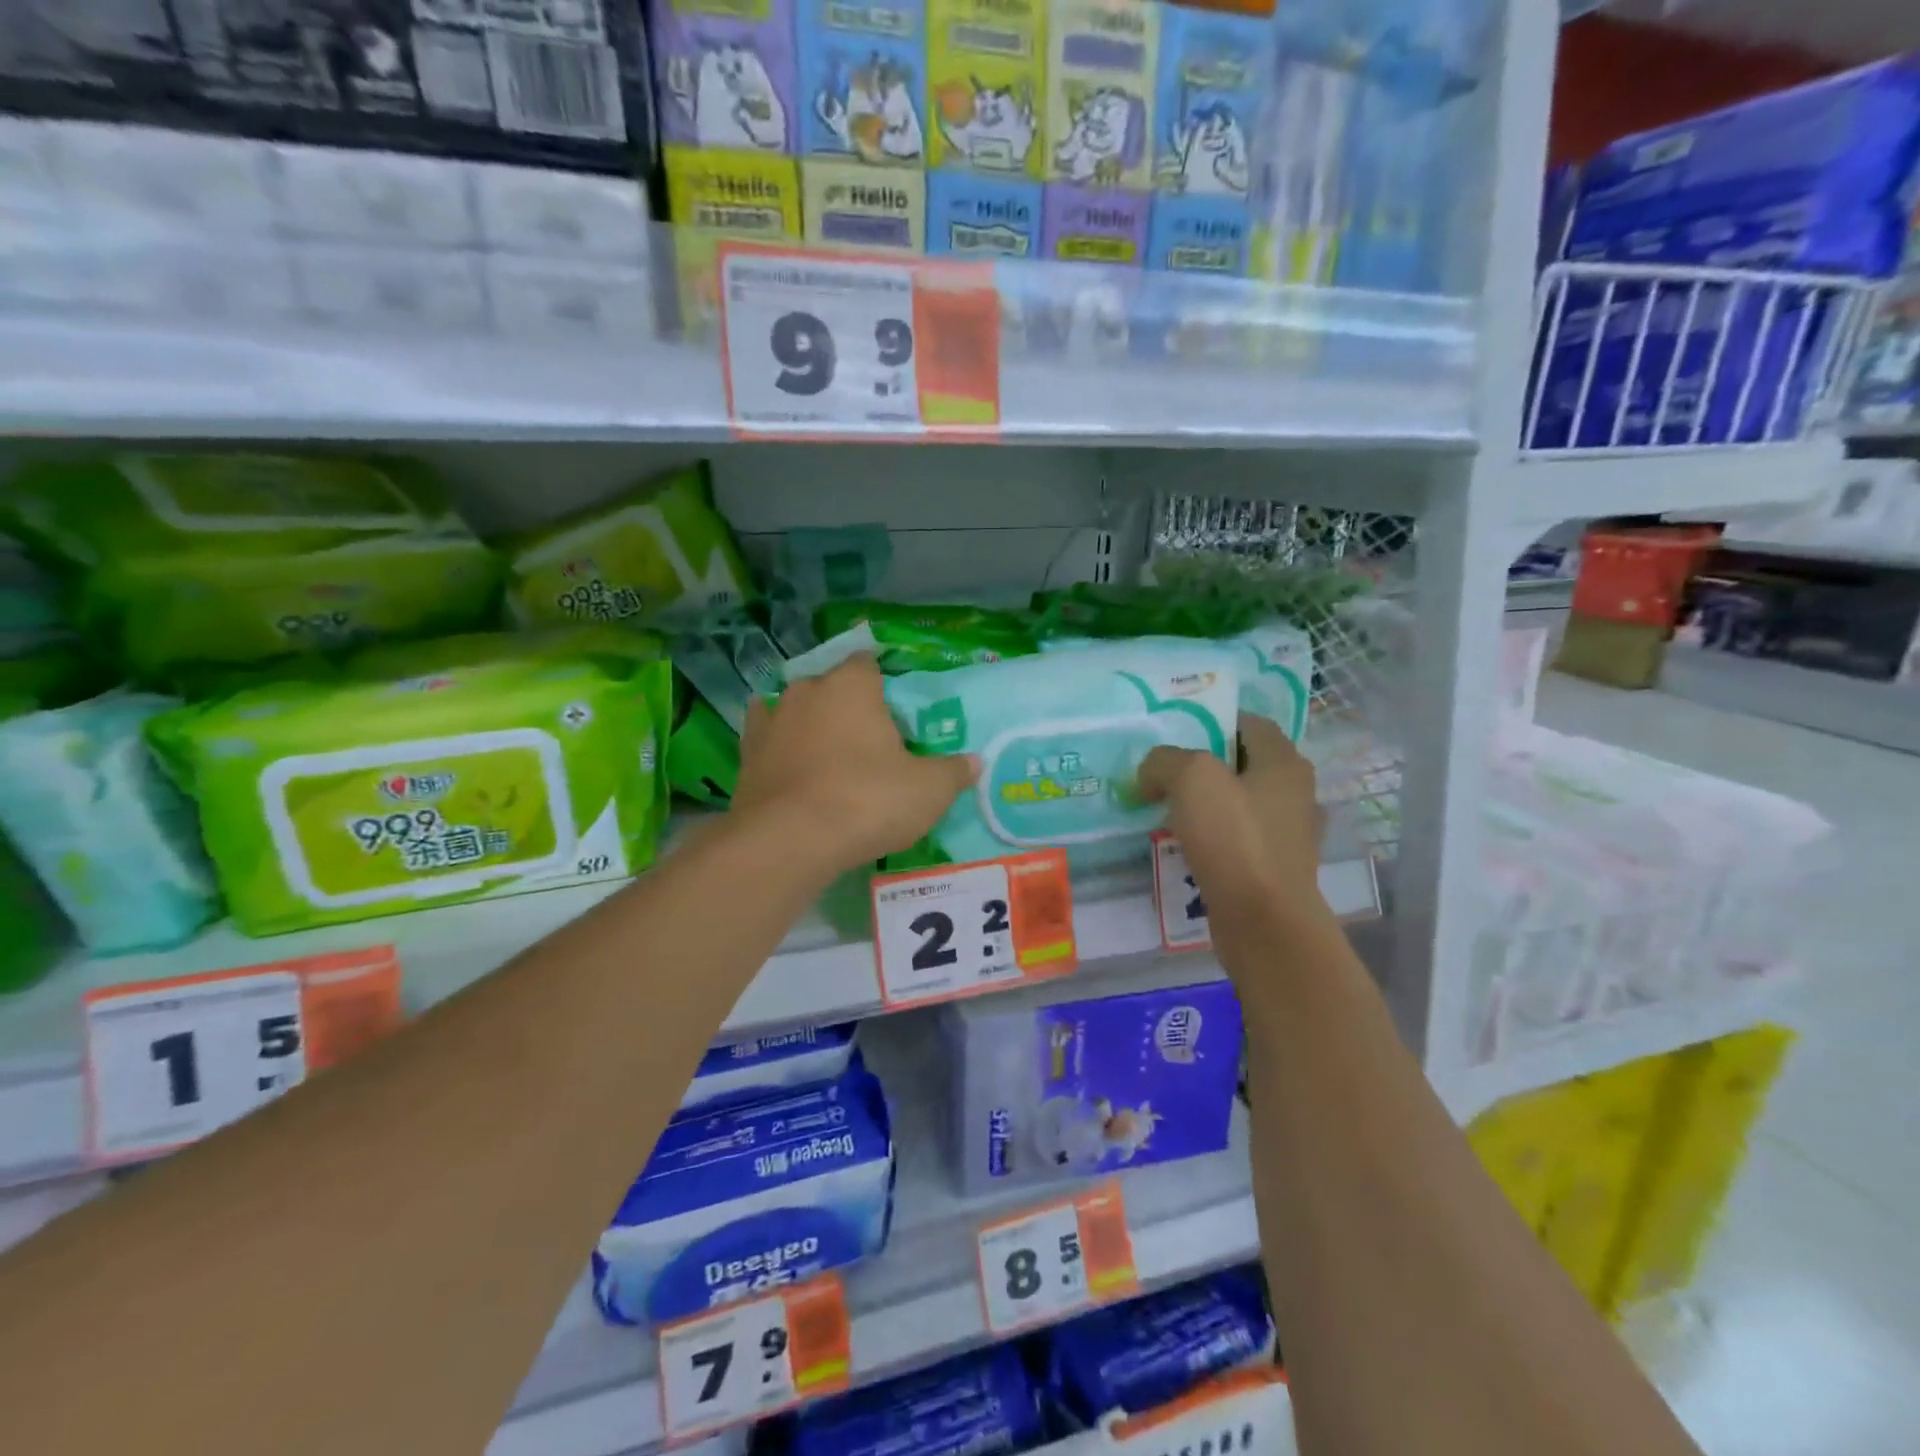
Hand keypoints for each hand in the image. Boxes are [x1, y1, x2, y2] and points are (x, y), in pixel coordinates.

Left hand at [731, 655, 977, 873]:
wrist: (789, 841)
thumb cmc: (867, 801)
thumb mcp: (928, 790)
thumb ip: (953, 771)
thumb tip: (974, 762)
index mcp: (852, 685)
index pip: (868, 663)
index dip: (883, 684)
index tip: (895, 714)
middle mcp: (807, 690)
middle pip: (832, 686)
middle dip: (848, 706)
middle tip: (869, 743)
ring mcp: (771, 719)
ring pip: (796, 709)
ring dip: (810, 724)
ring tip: (829, 757)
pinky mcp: (746, 753)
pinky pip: (768, 738)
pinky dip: (780, 747)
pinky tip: (791, 765)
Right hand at [1137, 715, 1328, 929]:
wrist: (1264, 922)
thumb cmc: (1235, 839)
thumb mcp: (1191, 778)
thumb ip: (1164, 761)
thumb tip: (1152, 774)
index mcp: (1284, 762)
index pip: (1249, 723)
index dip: (1212, 721)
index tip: (1174, 733)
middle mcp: (1293, 792)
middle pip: (1242, 763)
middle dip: (1203, 765)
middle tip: (1163, 772)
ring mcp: (1287, 833)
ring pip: (1238, 803)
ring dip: (1205, 804)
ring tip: (1166, 809)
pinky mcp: (1273, 867)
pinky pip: (1237, 839)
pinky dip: (1212, 837)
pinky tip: (1184, 845)